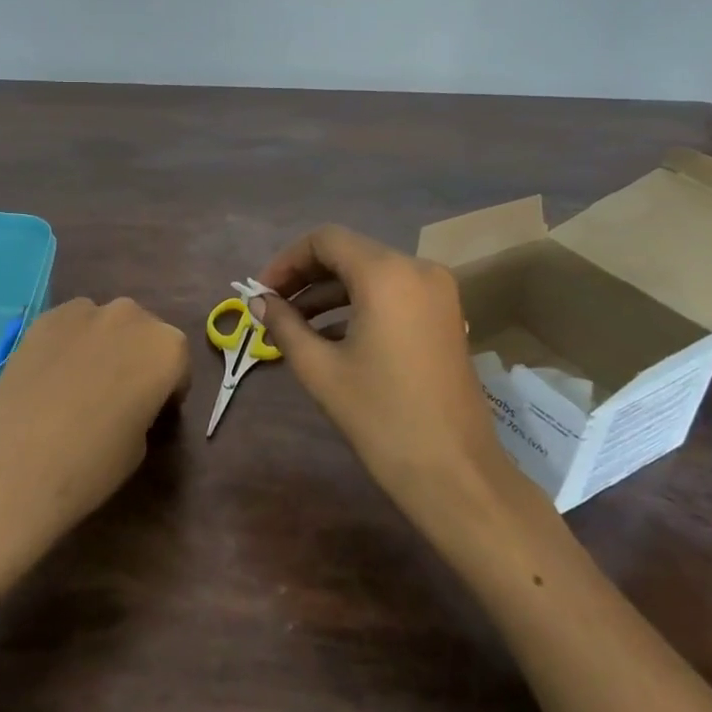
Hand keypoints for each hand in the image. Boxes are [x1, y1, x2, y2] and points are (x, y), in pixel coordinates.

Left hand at [0, 297, 190, 552]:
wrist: (16, 463)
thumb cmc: (92, 463)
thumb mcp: (141, 444)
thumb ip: (145, 407)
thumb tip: (129, 400)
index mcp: (168, 348)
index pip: (178, 365)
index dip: (167, 391)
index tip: (151, 414)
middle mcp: (132, 316)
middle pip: (144, 334)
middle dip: (137, 359)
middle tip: (117, 396)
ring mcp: (85, 310)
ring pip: (107, 325)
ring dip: (104, 346)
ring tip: (80, 384)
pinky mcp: (45, 317)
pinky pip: (71, 326)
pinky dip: (70, 344)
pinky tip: (51, 377)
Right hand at [254, 226, 501, 519]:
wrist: (454, 471)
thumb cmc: (380, 417)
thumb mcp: (321, 369)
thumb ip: (284, 325)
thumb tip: (258, 302)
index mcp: (386, 273)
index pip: (325, 240)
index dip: (287, 261)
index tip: (262, 293)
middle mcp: (417, 268)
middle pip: (350, 253)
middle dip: (307, 276)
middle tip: (273, 306)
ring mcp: (438, 292)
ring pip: (371, 274)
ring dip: (331, 292)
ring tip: (294, 324)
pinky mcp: (446, 315)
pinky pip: (394, 293)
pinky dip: (360, 305)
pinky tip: (331, 335)